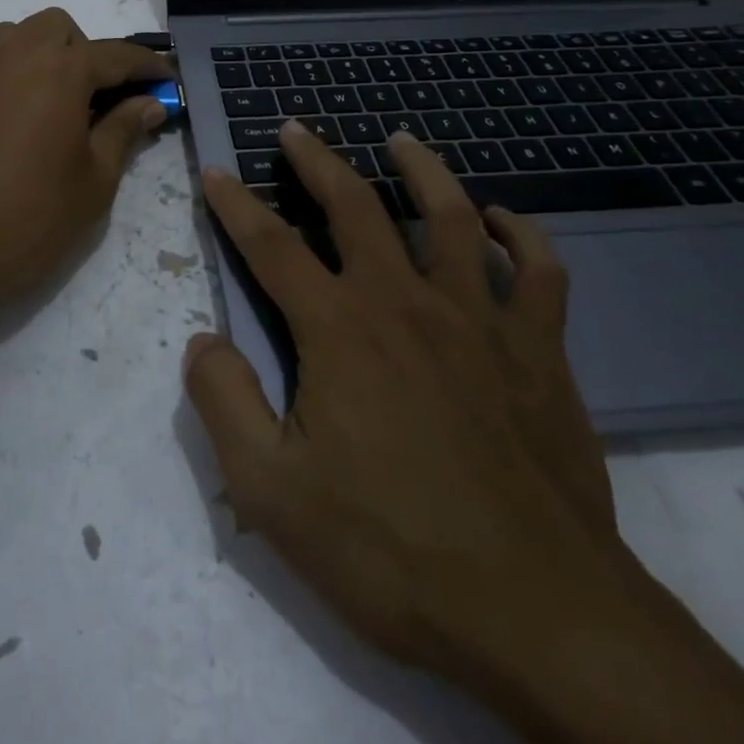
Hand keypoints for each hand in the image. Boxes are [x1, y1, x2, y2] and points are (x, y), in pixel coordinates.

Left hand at [0, 8, 172, 314]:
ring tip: (56, 100)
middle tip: (104, 101)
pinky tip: (7, 102)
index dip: (148, 68)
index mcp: (61, 69)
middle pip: (61, 29)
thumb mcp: (94, 180)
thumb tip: (150, 102)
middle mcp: (16, 52)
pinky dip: (0, 66)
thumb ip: (124, 130)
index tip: (167, 81)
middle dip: (89, 53)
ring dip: (44, 53)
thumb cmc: (29, 218)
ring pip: (18, 34)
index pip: (117, 55)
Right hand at [184, 121, 622, 687]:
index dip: (237, 205)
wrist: (538, 614)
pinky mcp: (540, 351)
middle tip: (297, 129)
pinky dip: (522, 235)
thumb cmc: (391, 551)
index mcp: (339, 330)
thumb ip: (224, 403)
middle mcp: (405, 302)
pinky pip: (539, 272)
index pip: (271, 246)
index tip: (217, 172)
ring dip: (422, 170)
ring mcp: (480, 320)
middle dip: (317, 161)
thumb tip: (203, 340)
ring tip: (401, 141)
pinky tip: (503, 221)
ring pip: (451, 216)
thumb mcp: (271, 492)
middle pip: (355, 207)